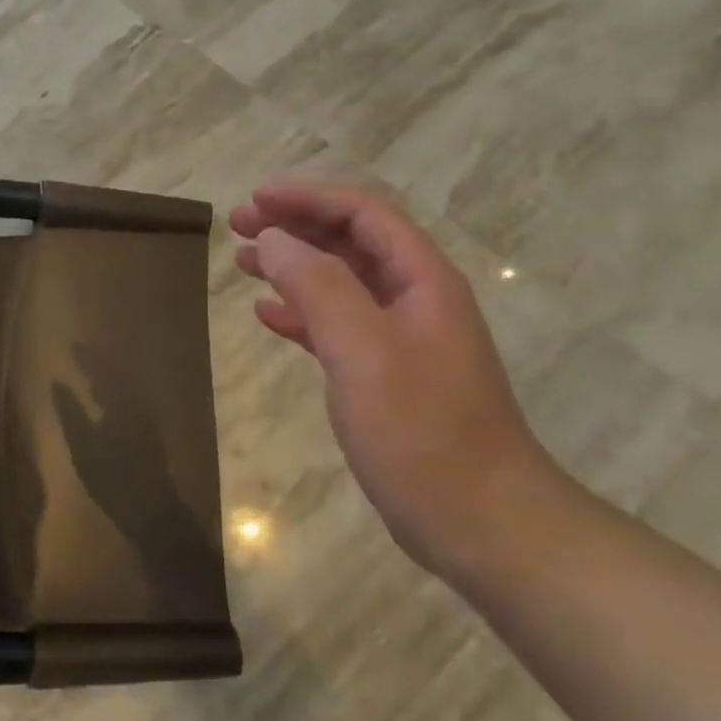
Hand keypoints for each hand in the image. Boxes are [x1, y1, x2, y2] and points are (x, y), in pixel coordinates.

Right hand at [230, 180, 555, 574]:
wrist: (482, 523)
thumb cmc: (423, 431)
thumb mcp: (363, 349)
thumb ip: (317, 286)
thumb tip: (274, 239)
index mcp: (421, 279)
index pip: (363, 212)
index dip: (308, 197)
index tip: (255, 200)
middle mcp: (414, 298)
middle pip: (350, 241)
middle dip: (295, 225)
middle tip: (238, 226)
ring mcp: (402, 339)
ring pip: (341, 283)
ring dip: (293, 266)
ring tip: (244, 262)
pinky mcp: (387, 376)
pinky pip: (338, 326)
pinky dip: (302, 313)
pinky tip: (268, 315)